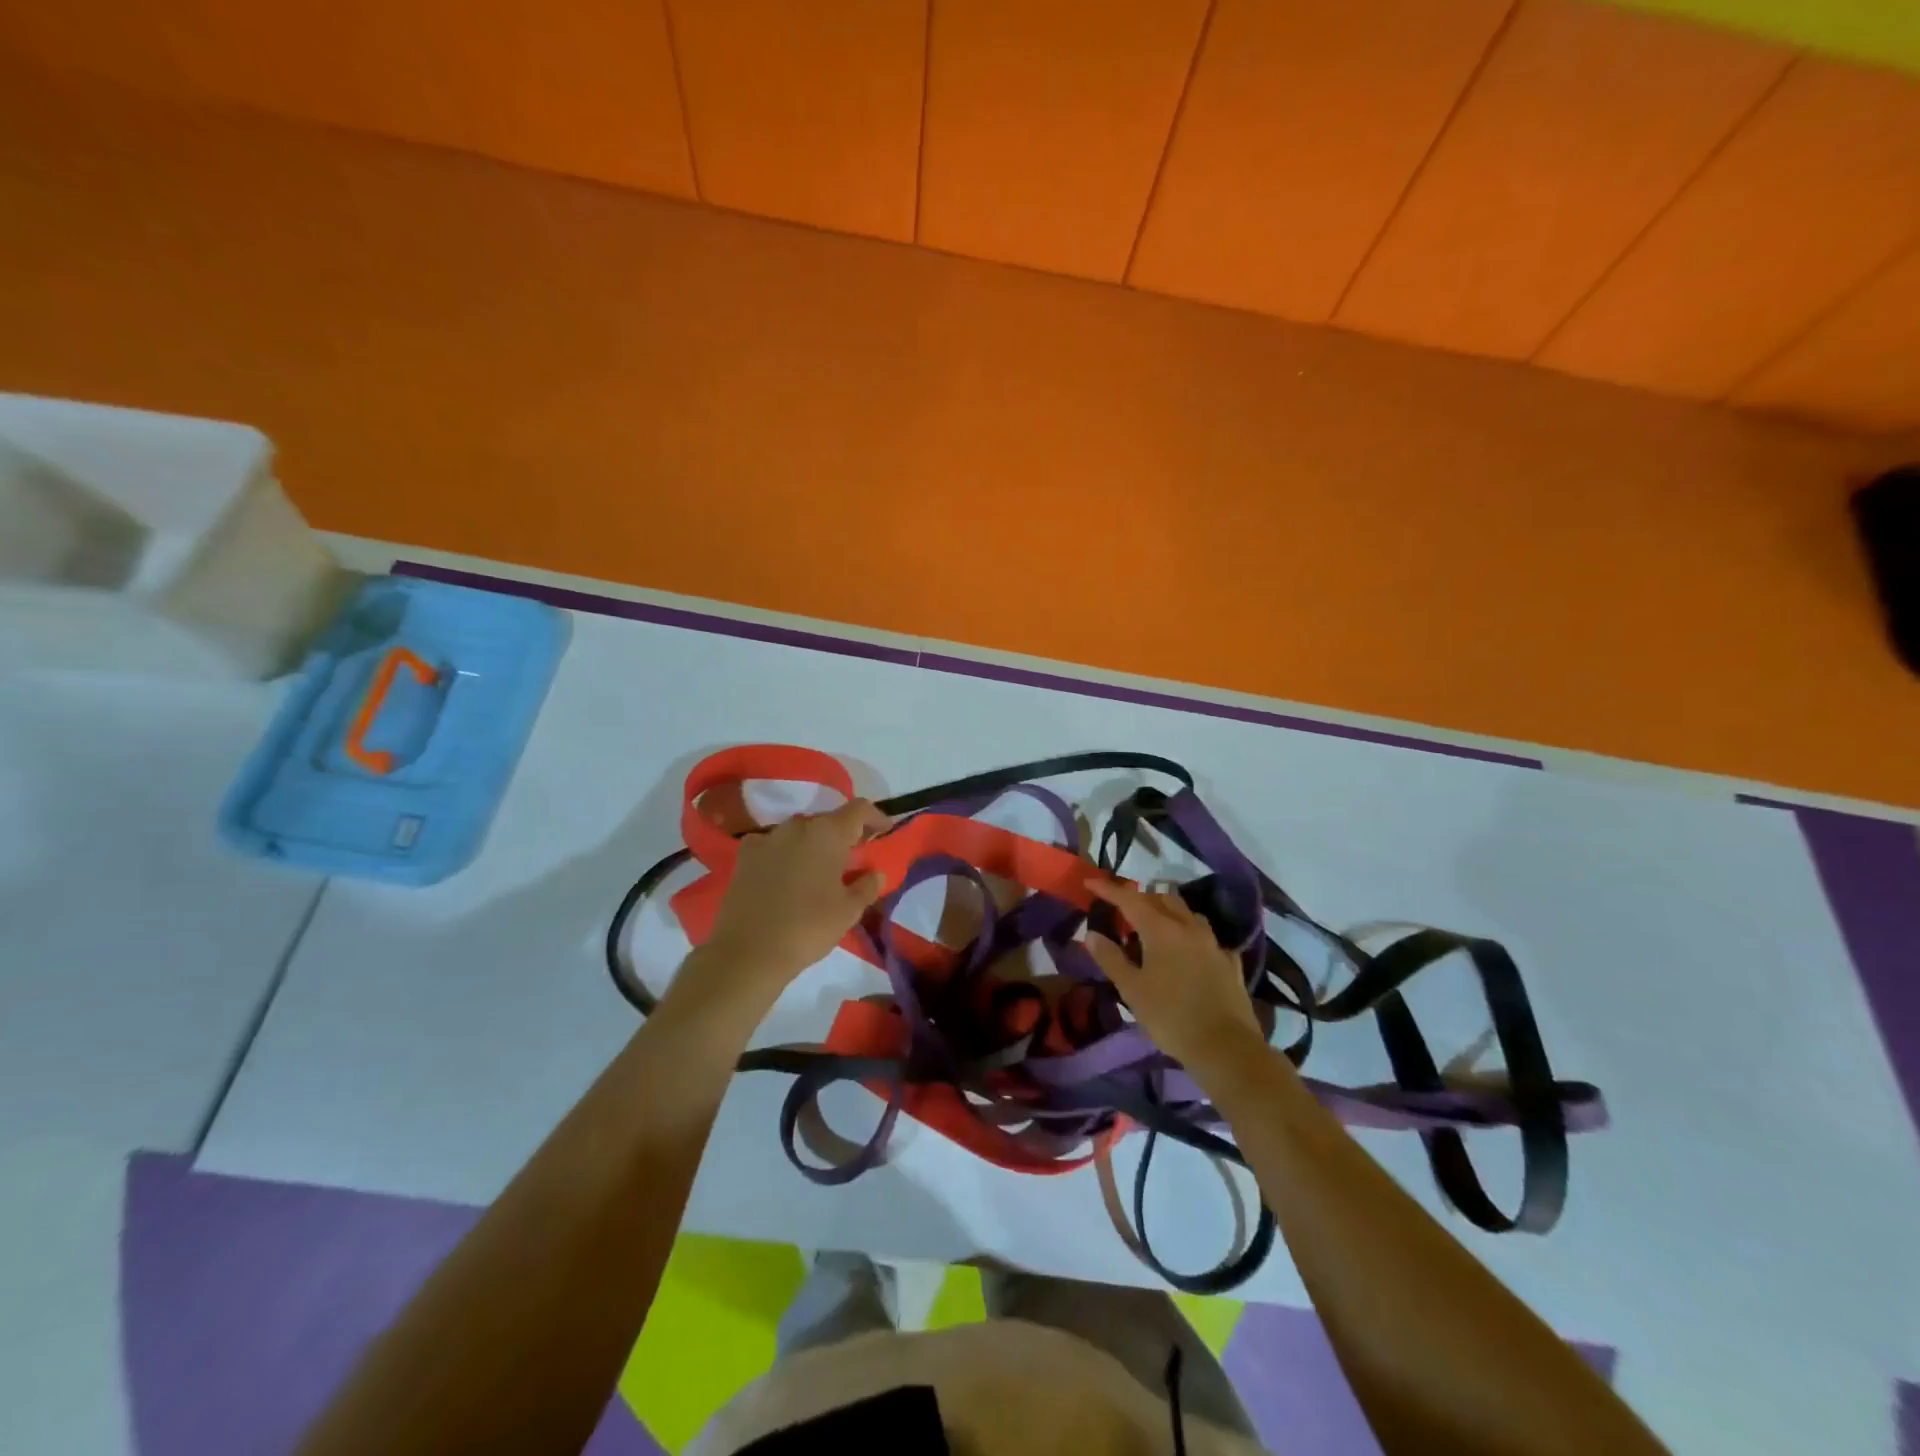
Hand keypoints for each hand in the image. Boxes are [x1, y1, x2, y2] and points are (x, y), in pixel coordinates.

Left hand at [697, 798, 889, 1000]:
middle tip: (852, 859)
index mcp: (828, 833)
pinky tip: (783, 874)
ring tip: (817, 870)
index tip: (884, 832)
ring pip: (799, 833)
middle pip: (828, 820)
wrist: (749, 951)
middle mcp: (797, 826)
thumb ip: (867, 886)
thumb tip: (876, 873)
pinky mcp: (744, 856)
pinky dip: (782, 854)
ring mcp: (767, 838)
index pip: (859, 809)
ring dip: (812, 845)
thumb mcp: (849, 910)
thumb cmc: (808, 927)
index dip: (875, 817)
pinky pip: (771, 845)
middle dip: (843, 835)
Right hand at [1084, 878, 1267, 1075]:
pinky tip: (1187, 948)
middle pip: (1162, 899)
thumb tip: (1092, 934)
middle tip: (1122, 910)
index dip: (1108, 889)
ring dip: (1167, 911)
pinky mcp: (1229, 962)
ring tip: (1153, 925)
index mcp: (1161, 930)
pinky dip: (1190, 934)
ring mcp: (1213, 943)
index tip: (1090, 882)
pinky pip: (1206, 937)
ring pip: (1187, 913)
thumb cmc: (1171, 1017)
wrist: (1226, 1048)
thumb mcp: (1132, 990)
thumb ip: (1111, 958)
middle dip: (1140, 898)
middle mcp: (1189, 927)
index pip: (1130, 899)